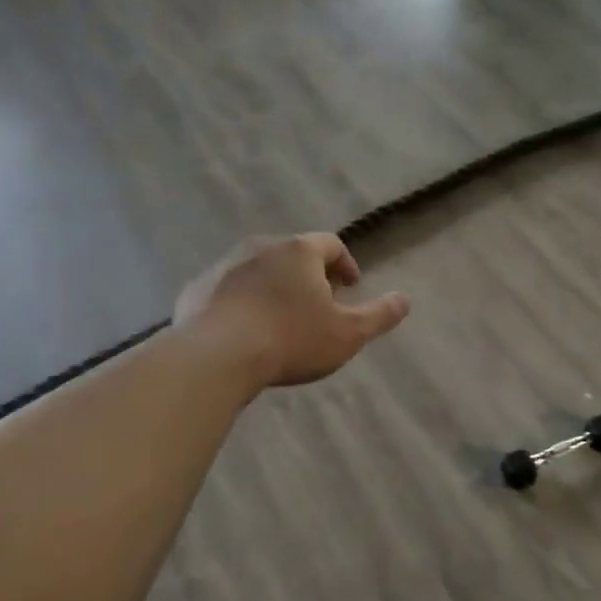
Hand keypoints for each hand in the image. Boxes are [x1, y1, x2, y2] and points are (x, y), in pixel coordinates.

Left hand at [174, 234, 408, 388]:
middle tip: (319, 302)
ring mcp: (224, 266)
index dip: (345, 263)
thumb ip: (380, 315)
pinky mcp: (196, 288)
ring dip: (274, 286)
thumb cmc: (291, 340)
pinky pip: (227, 289)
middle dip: (309, 274)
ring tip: (282, 317)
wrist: (215, 357)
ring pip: (258, 269)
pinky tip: (245, 329)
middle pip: (292, 254)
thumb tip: (404, 299)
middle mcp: (260, 247)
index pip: (330, 244)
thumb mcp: (348, 334)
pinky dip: (242, 301)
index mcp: (299, 251)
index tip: (351, 286)